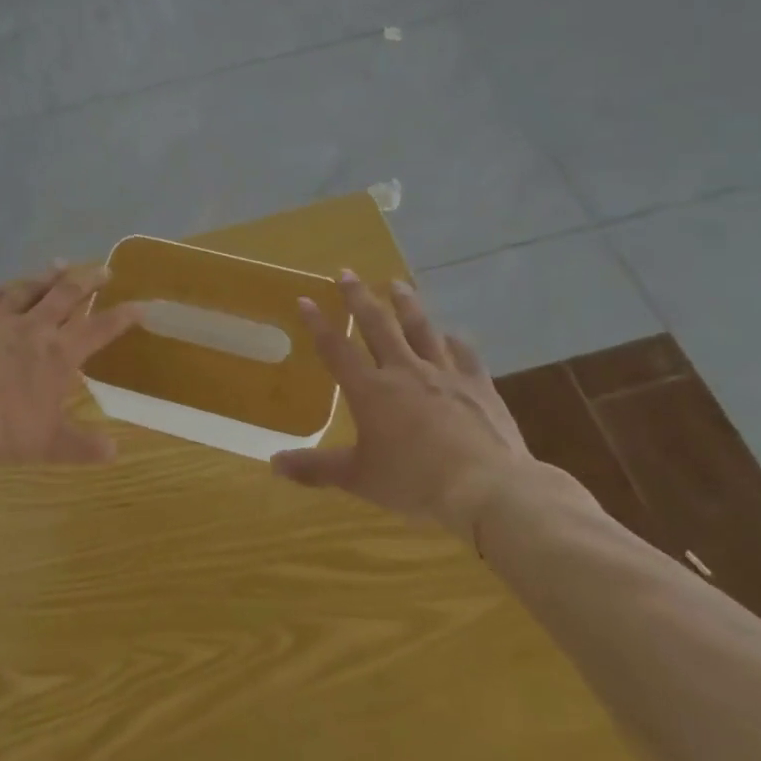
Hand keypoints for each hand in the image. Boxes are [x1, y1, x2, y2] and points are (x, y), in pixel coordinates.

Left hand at [0, 263, 143, 464]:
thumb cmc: (5, 428)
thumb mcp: (50, 443)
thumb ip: (82, 445)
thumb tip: (114, 452)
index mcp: (59, 354)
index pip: (99, 329)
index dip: (122, 317)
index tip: (140, 305)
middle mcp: (33, 329)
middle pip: (66, 295)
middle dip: (88, 281)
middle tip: (104, 269)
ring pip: (28, 289)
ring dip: (47, 276)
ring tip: (60, 264)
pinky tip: (2, 286)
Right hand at [272, 270, 535, 541]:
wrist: (487, 487)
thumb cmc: (415, 482)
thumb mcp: (358, 479)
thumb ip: (315, 468)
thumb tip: (273, 464)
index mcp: (370, 391)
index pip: (336, 349)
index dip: (318, 324)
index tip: (305, 298)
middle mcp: (404, 371)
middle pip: (377, 326)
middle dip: (359, 298)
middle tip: (347, 273)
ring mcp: (444, 374)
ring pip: (421, 329)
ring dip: (406, 305)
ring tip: (397, 284)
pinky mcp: (479, 385)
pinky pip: (465, 354)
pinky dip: (456, 342)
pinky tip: (453, 335)